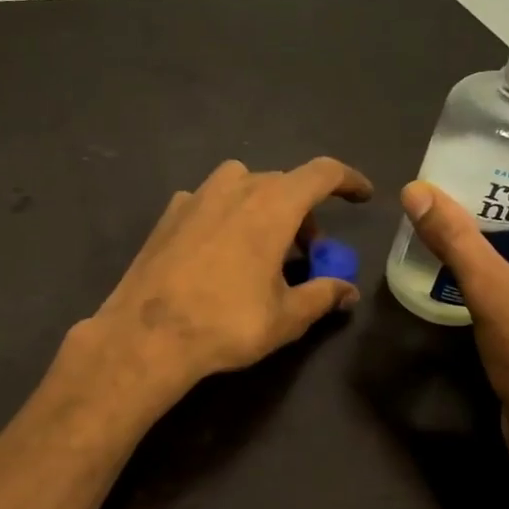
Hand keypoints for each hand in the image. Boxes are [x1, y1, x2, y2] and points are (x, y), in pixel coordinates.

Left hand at [81, 157, 373, 403]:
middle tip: (307, 252)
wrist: (147, 335)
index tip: (362, 196)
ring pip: (242, 185)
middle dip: (303, 212)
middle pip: (282, 183)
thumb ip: (322, 296)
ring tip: (262, 246)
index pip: (322, 173)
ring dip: (262, 206)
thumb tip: (348, 292)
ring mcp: (196, 196)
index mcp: (273, 205)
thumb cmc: (226, 323)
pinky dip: (225, 214)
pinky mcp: (169, 214)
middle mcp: (235, 188)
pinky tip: (218, 250)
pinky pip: (208, 200)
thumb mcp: (286, 317)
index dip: (348, 180)